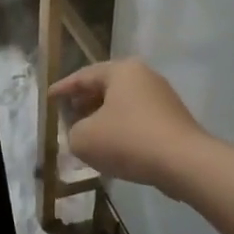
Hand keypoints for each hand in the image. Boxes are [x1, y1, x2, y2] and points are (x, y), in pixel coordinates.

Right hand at [49, 59, 206, 195]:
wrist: (184, 162)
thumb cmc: (128, 140)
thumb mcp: (84, 139)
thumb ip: (73, 132)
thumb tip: (81, 133)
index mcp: (121, 70)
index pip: (83, 76)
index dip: (63, 88)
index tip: (49, 98)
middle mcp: (144, 76)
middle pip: (106, 87)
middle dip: (85, 102)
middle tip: (69, 114)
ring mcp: (162, 97)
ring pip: (123, 104)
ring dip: (104, 117)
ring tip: (88, 134)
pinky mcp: (174, 120)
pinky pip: (139, 120)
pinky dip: (122, 129)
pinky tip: (113, 148)